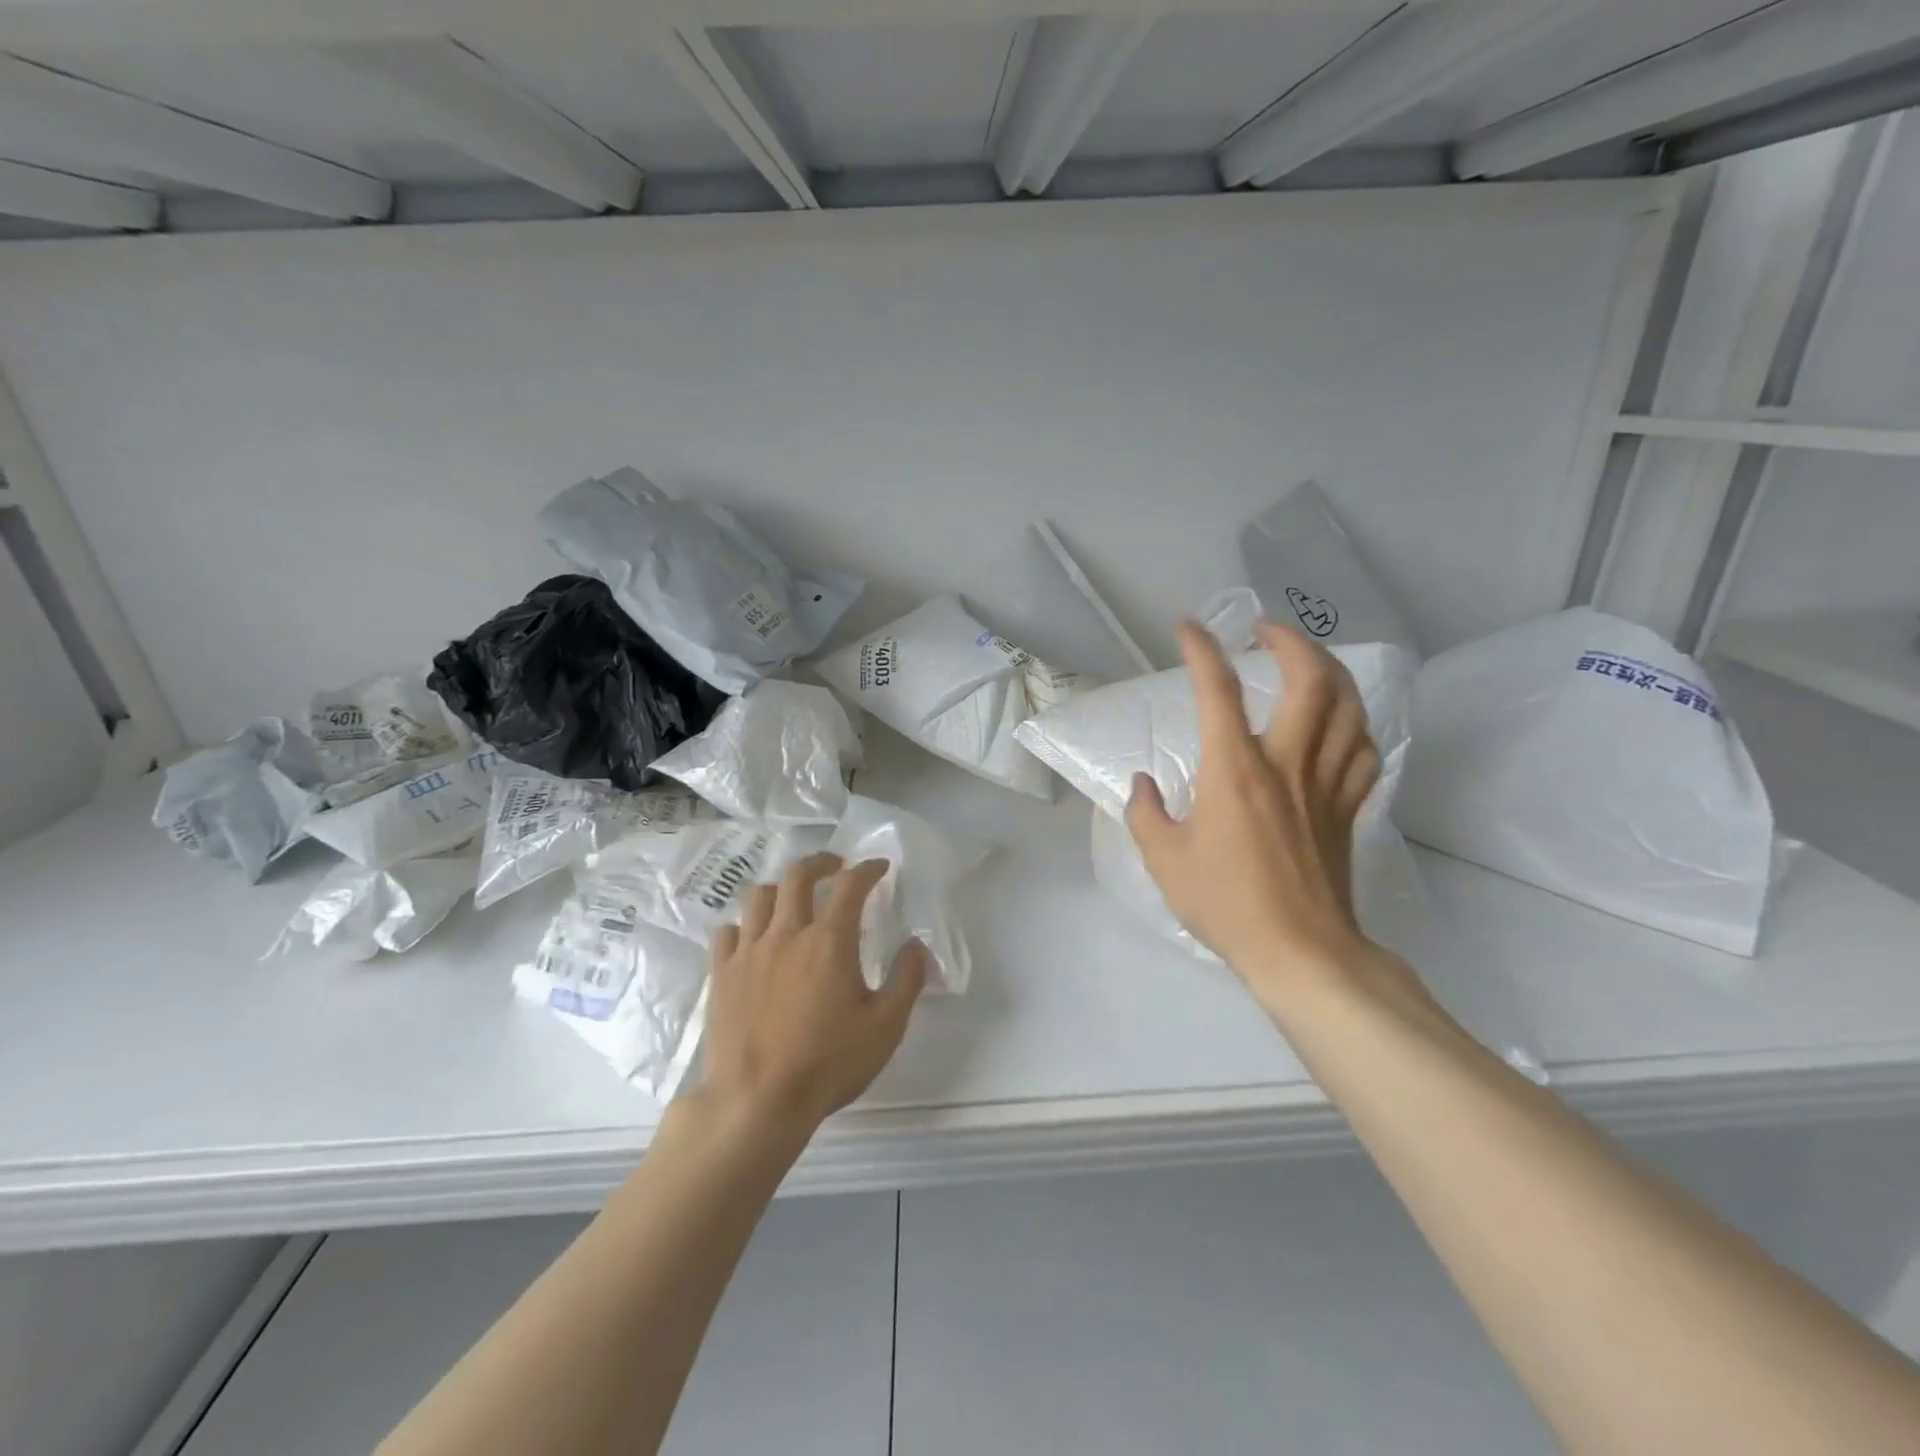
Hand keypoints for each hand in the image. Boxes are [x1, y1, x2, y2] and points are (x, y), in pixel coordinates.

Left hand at [700, 853, 928, 1138]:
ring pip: (759, 896)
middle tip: (835, 867)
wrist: (757, 1102)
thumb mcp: (886, 1027)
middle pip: (798, 876)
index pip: (850, 885)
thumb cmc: (828, 1064)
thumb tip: (916, 944)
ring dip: (781, 889)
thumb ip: (906, 980)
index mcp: (830, 941)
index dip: (867, 869)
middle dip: (821, 862)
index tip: (878, 867)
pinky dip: (744, 926)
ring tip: (792, 899)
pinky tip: (753, 939)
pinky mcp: (721, 974)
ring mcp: (749, 951)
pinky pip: (728, 931)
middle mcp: (787, 934)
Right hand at [1126, 619, 1384, 1014]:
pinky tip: (1339, 722)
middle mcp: (1286, 763)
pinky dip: (1353, 722)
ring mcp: (1325, 784)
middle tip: (1266, 631)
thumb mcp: (1164, 860)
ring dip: (1330, 670)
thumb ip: (1144, 814)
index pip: (1218, 690)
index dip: (1202, 650)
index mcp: (1235, 770)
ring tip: (1308, 660)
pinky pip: (1363, 749)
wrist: (1301, 952)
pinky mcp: (1348, 808)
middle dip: (1291, 641)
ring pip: (1348, 707)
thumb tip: (1143, 784)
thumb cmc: (1226, 904)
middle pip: (1310, 680)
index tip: (1189, 626)